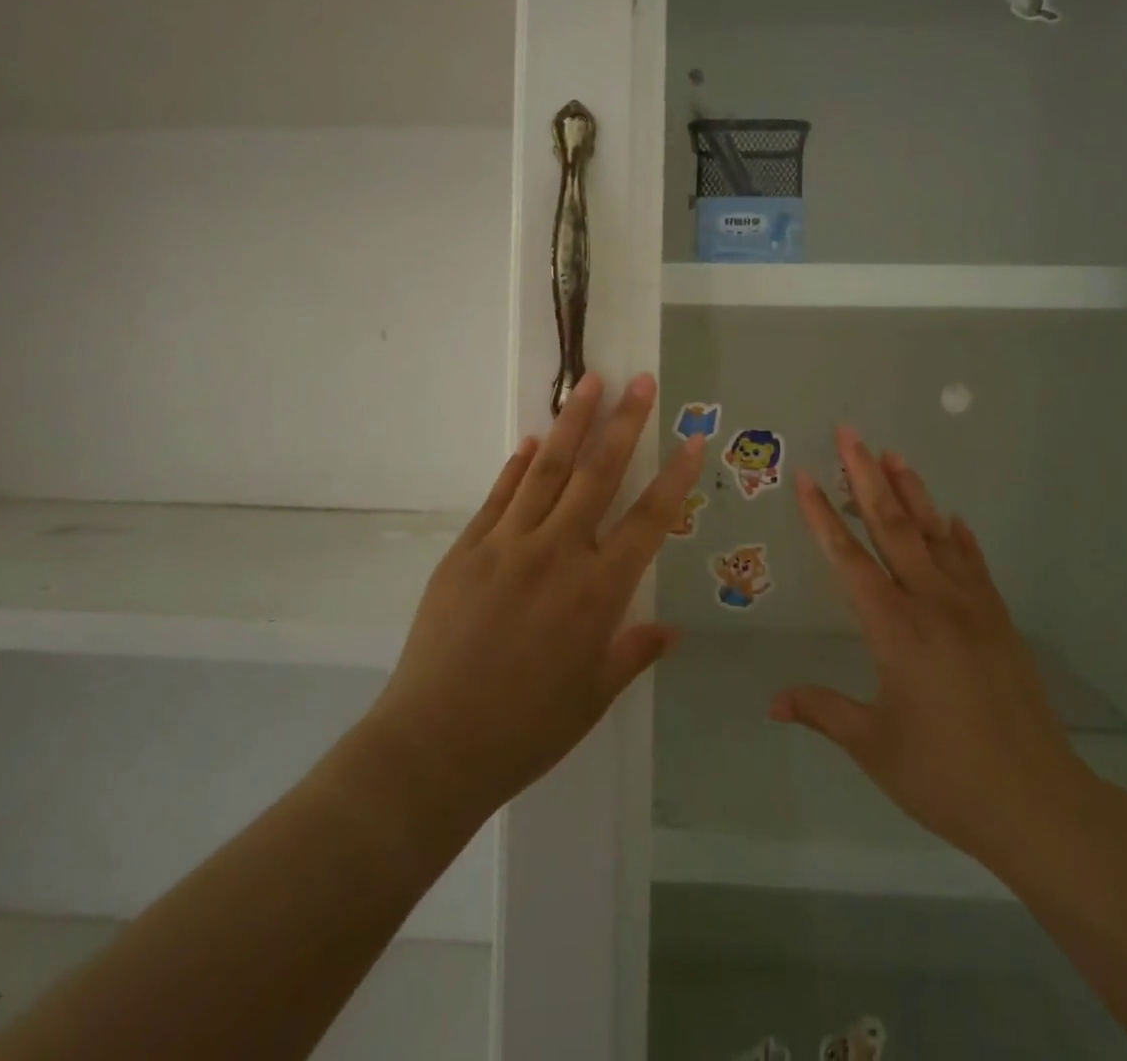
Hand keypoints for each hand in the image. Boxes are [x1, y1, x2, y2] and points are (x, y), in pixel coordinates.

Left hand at [358, 372, 703, 835]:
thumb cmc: (526, 729)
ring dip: (571, 423)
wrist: (433, 745)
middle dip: (625, 423)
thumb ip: (634, 652)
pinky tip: (531, 440)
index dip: (675, 476)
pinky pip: (499, 495)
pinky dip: (517, 464)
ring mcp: (507, 545)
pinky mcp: (467, 549)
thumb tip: (671, 629)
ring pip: (547, 470)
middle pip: (598, 474)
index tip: (693, 438)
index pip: (649, 519)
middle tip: (640, 381)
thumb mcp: (593, 697)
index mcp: (597, 591)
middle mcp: (557, 553)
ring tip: (590, 383)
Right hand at [773, 428, 1097, 873]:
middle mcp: (931, 603)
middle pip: (893, 526)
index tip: (807, 476)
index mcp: (894, 629)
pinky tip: (951, 516)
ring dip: (912, 491)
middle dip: (866, 476)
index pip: (849, 558)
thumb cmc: (946, 777)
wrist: (1039, 804)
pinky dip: (959, 536)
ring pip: (934, 534)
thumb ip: (822, 711)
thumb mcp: (874, 747)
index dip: (823, 515)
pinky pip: (974, 563)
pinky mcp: (999, 620)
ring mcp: (971, 607)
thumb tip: (771, 701)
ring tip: (894, 454)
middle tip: (850, 434)